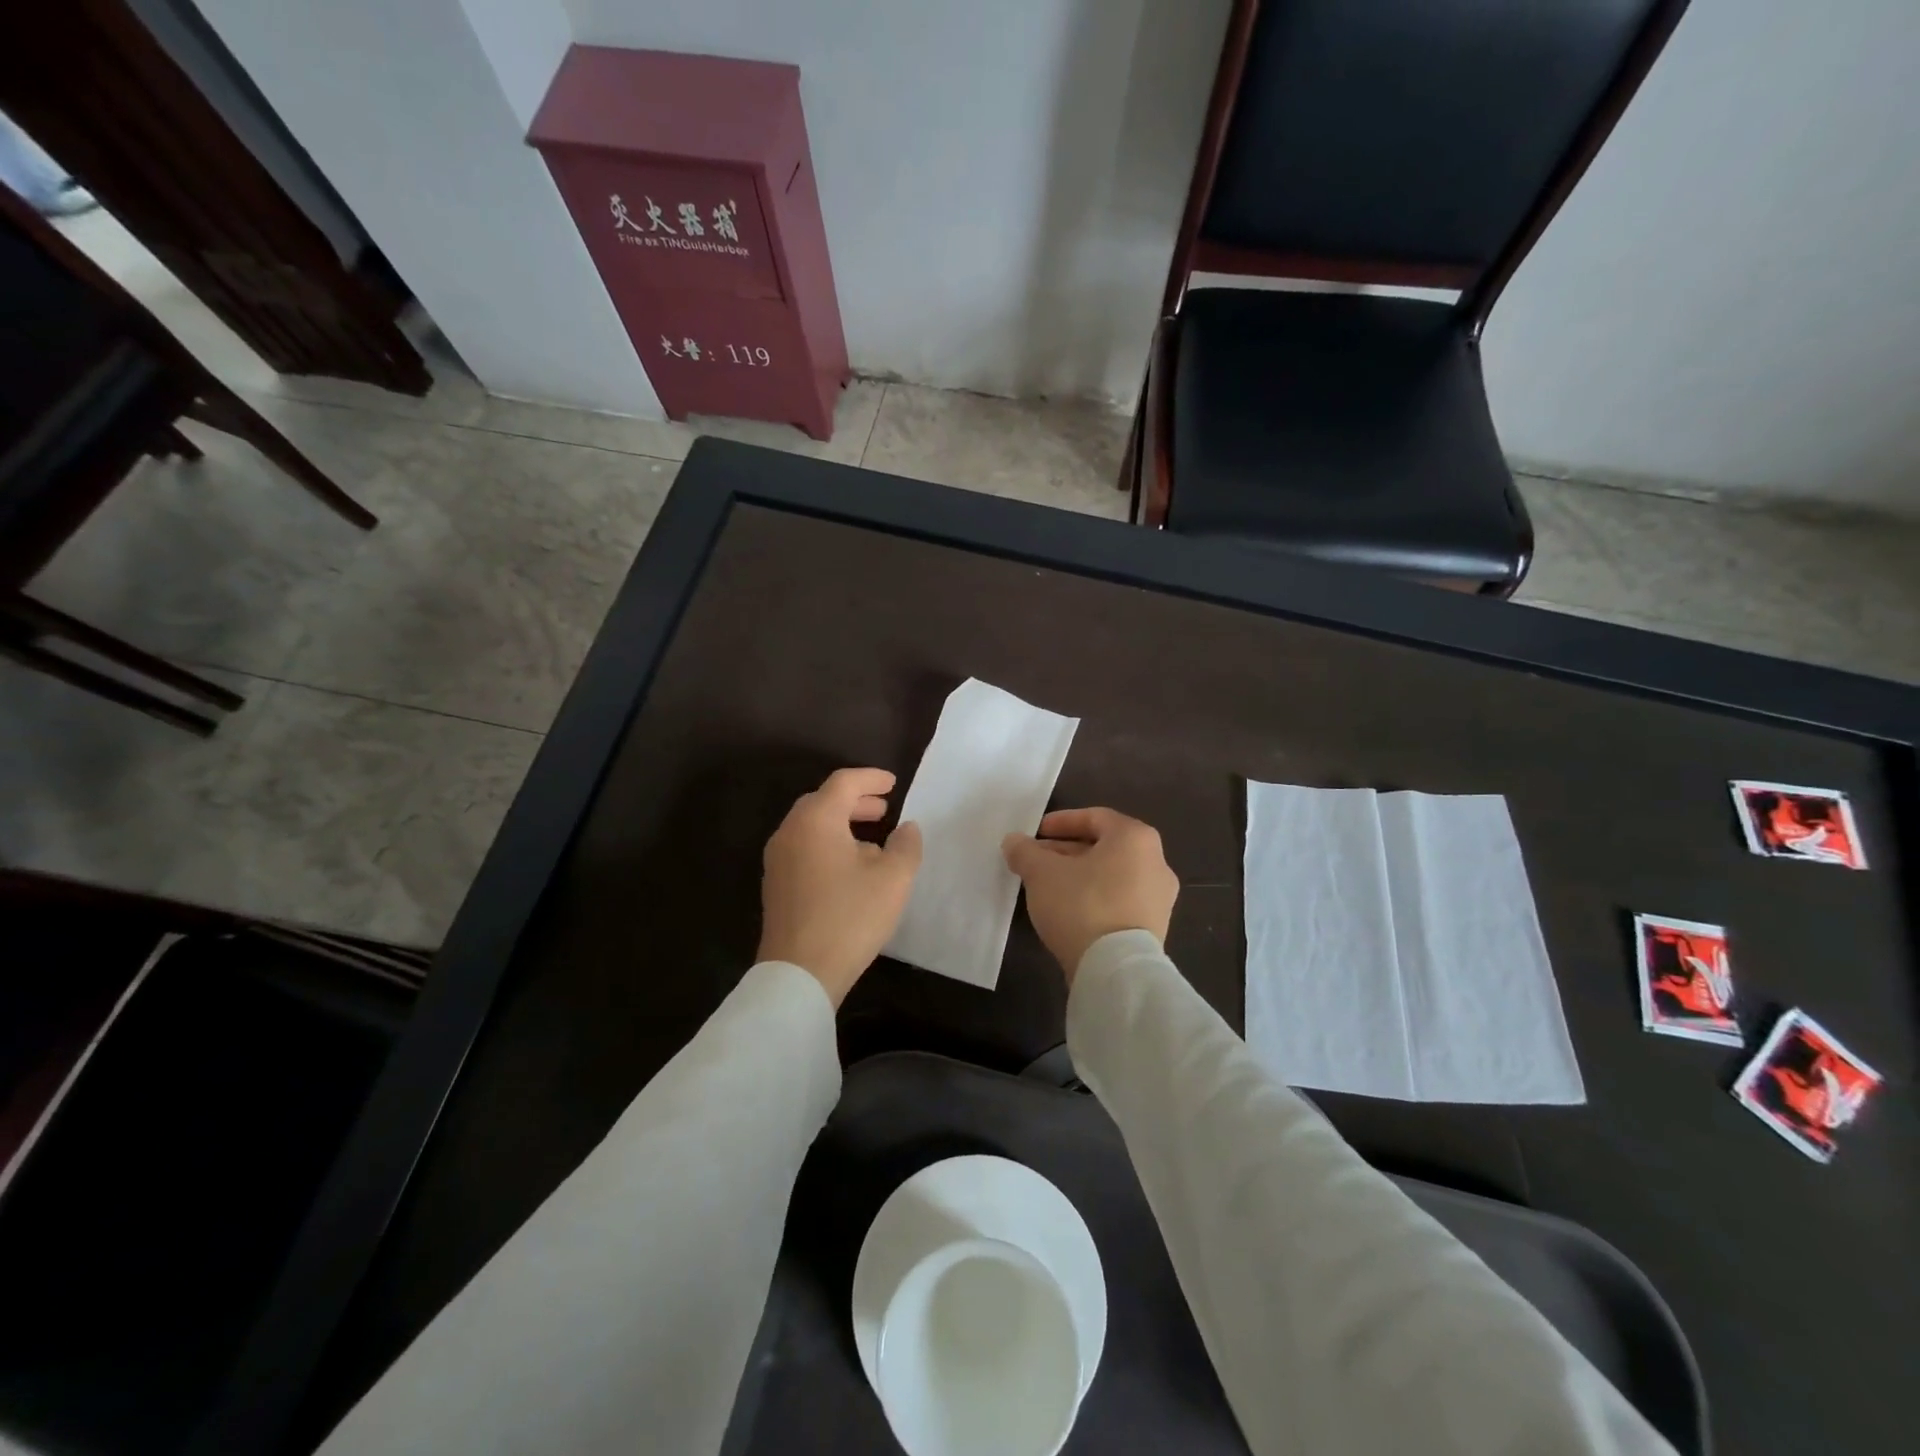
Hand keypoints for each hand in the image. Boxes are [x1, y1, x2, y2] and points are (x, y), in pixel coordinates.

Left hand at [757, 767, 922, 1005]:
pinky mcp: (776, 884)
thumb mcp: (893, 879)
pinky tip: (849, 867)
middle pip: (823, 801)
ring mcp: (778, 859)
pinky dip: (827, 843)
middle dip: (855, 801)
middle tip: (883, 809)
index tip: (893, 783)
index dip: (871, 778)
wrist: (799, 972)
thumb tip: (907, 828)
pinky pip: (803, 847)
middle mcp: (790, 831)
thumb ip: (905, 845)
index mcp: (816, 820)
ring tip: (871, 838)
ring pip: (811, 826)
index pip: (843, 783)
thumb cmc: (850, 917)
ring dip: (841, 823)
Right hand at [1002, 807, 1178, 982]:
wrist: (1115, 970)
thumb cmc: (1082, 905)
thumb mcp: (1041, 873)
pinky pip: (1120, 900)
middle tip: (1036, 860)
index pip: (1094, 817)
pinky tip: (1069, 911)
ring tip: (1047, 887)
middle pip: (1104, 847)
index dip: (1061, 822)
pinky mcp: (1154, 927)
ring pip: (1111, 875)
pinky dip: (1094, 898)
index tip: (1036, 833)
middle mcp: (1156, 862)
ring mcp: (1159, 897)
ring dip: (1079, 875)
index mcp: (1135, 838)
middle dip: (1066, 851)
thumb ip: (1025, 851)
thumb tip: (1014, 842)